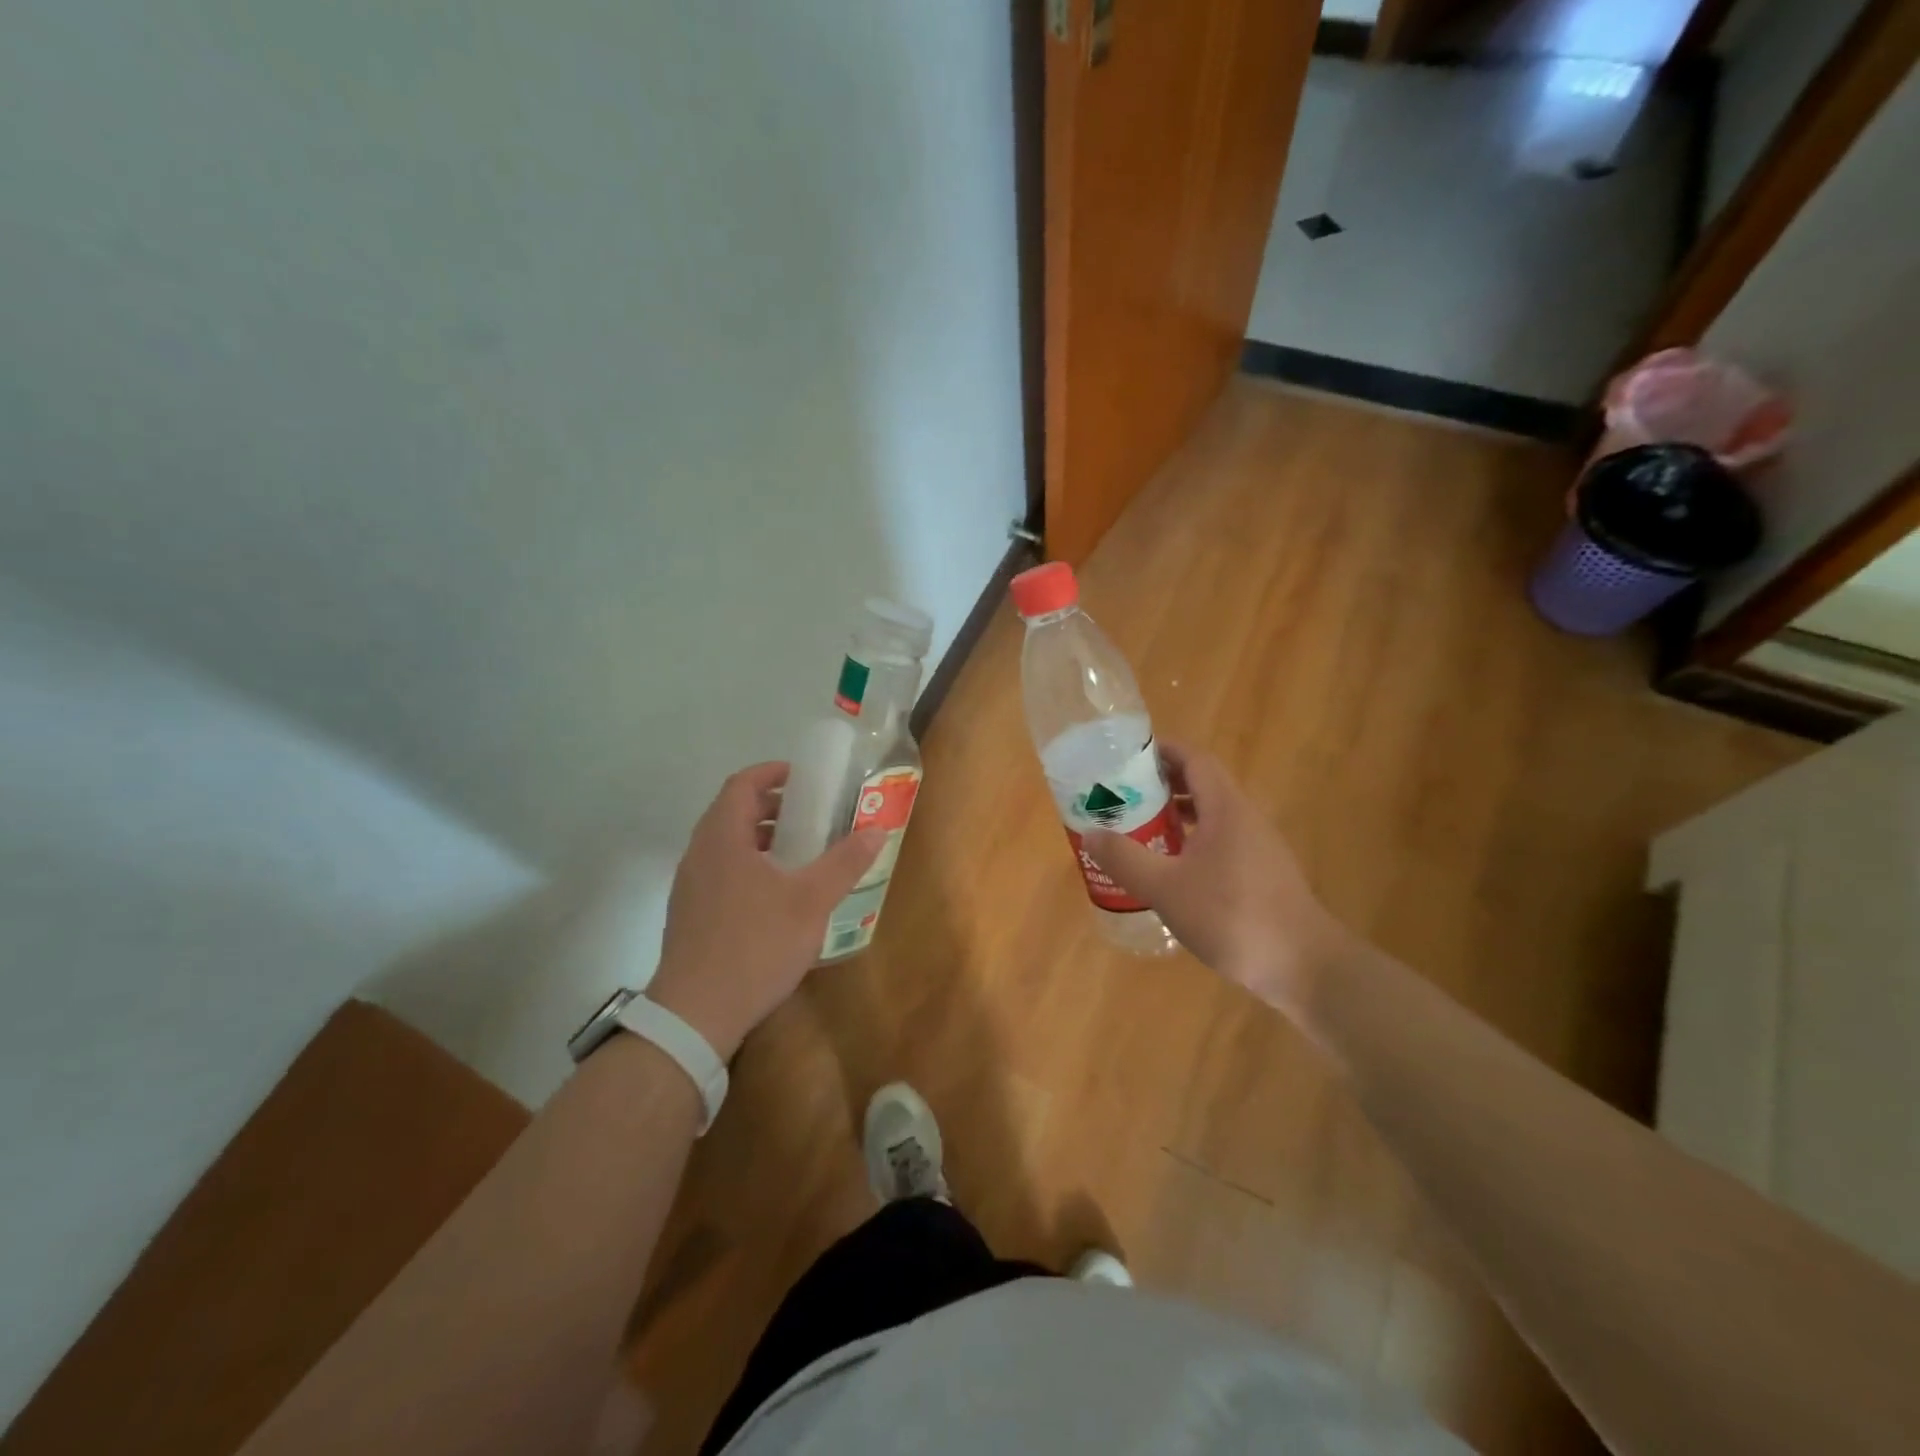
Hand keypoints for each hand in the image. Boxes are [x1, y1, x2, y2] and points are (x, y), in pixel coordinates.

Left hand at [647, 762, 883, 1059]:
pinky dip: (748, 864)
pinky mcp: (690, 914)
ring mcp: (689, 886)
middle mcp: (699, 854)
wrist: (696, 1014)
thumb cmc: (755, 945)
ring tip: (800, 853)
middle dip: (772, 806)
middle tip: (811, 814)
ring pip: (726, 844)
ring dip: (761, 837)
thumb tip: (877, 831)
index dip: (772, 773)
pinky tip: (776, 894)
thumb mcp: (810, 901)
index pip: (742, 784)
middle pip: (732, 812)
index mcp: (722, 838)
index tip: (805, 778)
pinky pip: (720, 871)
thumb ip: (844, 863)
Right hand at [1085, 745, 1354, 1014]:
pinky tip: (1170, 870)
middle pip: (1201, 784)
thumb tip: (1090, 833)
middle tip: (1121, 796)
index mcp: (1226, 808)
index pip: (1194, 759)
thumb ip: (1126, 859)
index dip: (1161, 751)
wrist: (1305, 966)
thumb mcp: (1166, 888)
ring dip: (1175, 815)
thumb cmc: (1233, 916)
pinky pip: (1220, 841)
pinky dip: (1191, 841)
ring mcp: (1258, 846)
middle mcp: (1244, 817)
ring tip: (1138, 829)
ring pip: (1211, 815)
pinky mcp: (1261, 873)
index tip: (1125, 758)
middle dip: (1160, 784)